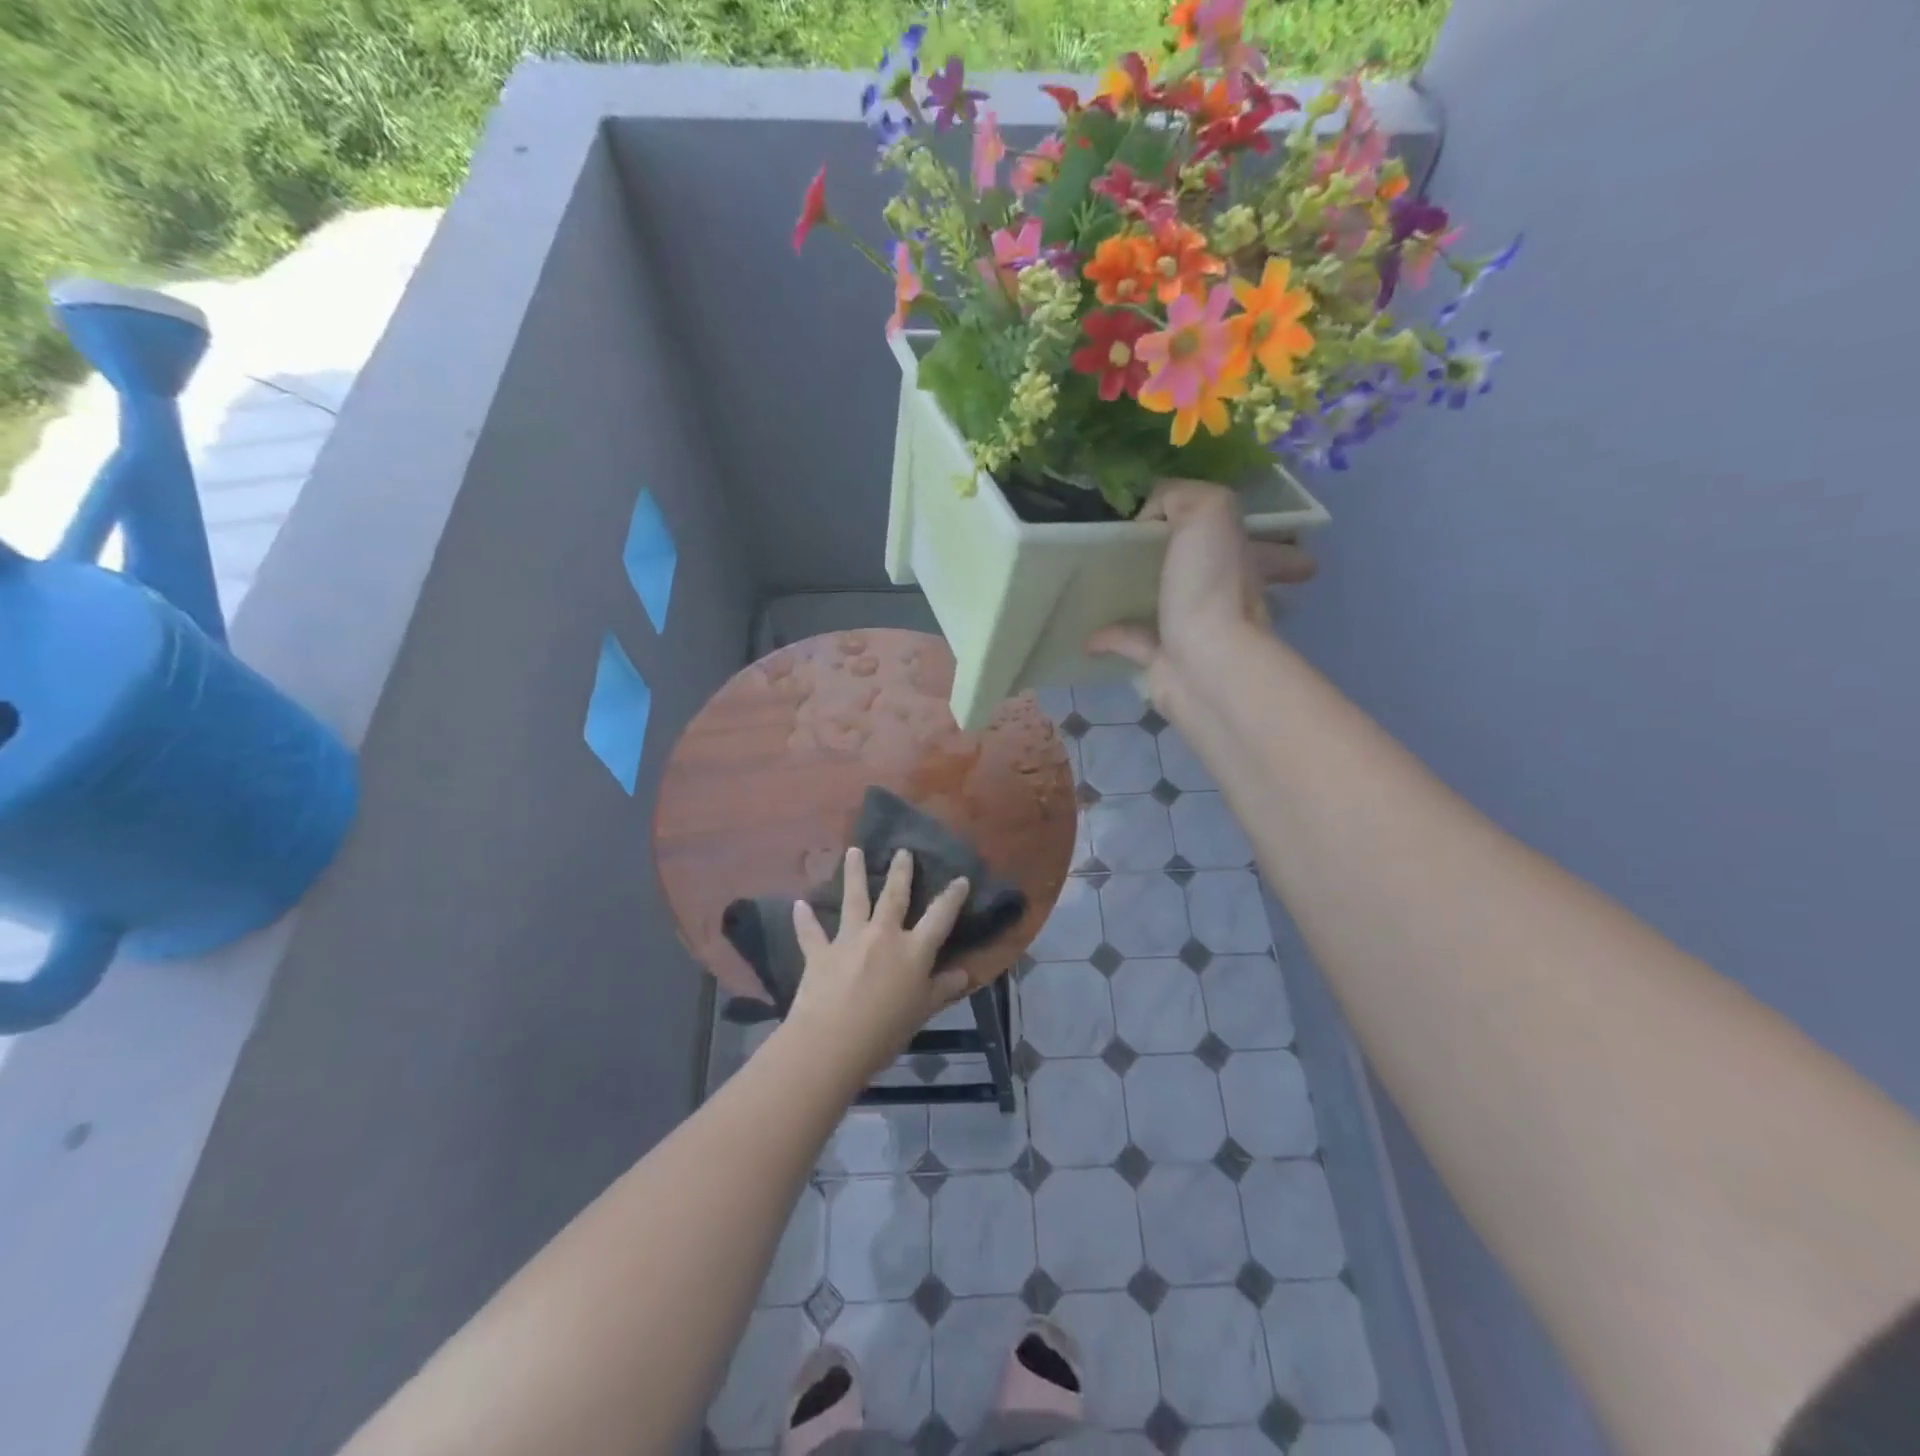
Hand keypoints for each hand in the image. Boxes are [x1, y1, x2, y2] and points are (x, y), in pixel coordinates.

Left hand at [784, 848, 972, 1085]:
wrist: (831, 1042)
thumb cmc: (886, 1031)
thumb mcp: (923, 1012)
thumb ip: (942, 990)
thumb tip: (964, 974)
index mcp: (913, 950)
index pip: (939, 916)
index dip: (952, 897)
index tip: (961, 878)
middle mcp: (883, 935)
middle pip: (894, 896)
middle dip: (900, 872)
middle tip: (903, 851)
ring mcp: (848, 940)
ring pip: (853, 900)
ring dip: (853, 874)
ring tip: (853, 851)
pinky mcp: (819, 953)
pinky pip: (811, 932)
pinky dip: (805, 919)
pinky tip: (799, 905)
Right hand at [1087, 479, 1315, 718]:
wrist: (1204, 667)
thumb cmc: (1209, 586)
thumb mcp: (1205, 512)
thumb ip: (1177, 496)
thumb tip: (1148, 516)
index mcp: (1239, 553)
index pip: (1238, 528)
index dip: (1218, 517)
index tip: (1183, 511)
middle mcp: (1223, 591)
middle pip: (1205, 566)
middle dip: (1181, 555)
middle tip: (1138, 545)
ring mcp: (1195, 627)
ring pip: (1166, 602)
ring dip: (1140, 594)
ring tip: (1105, 580)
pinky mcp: (1165, 660)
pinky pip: (1133, 640)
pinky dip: (1109, 635)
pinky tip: (1086, 631)